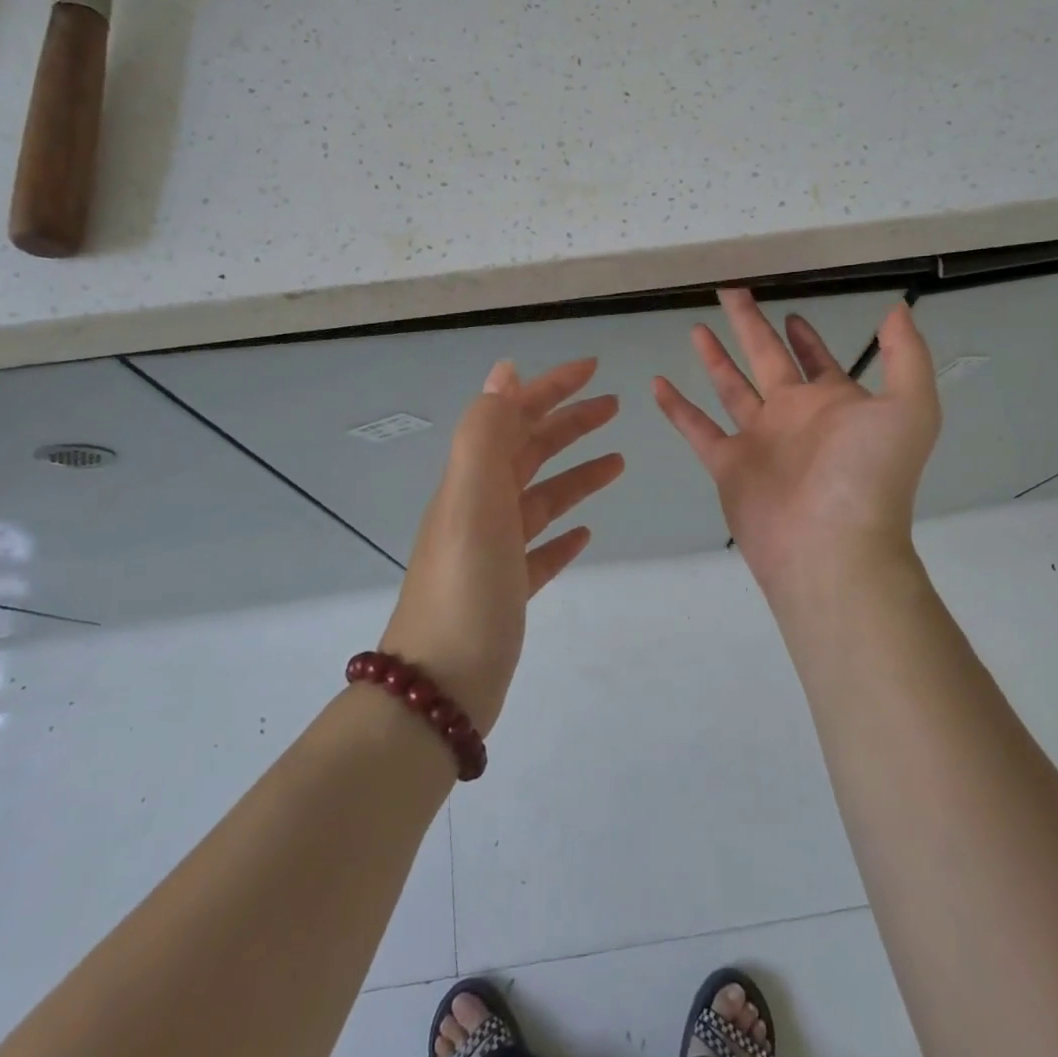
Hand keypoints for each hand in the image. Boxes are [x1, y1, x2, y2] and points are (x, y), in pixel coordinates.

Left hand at [380, 358, 623, 733]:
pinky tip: (585, 534)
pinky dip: (562, 534)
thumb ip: (486, 432)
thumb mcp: (472, 498)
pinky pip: (539, 549)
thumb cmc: (465, 586)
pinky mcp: (506, 589)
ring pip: (540, 497)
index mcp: (472, 480)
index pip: (514, 415)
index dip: (551, 387)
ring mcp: (492, 550)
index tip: (593, 369)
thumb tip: (504, 372)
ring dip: (576, 474)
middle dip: (569, 423)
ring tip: (618, 462)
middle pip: (529, 451)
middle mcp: (479, 507)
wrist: (440, 687)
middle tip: (614, 406)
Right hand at [654, 289, 940, 603]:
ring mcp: (759, 441)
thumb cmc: (868, 474)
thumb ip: (905, 355)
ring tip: (694, 327)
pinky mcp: (727, 465)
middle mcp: (794, 417)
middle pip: (766, 360)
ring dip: (713, 358)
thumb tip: (897, 308)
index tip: (790, 312)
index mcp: (833, 402)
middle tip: (730, 291)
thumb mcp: (909, 407)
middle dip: (750, 326)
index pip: (816, 360)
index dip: (805, 337)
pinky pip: (696, 428)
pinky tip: (657, 382)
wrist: (831, 547)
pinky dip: (677, 407)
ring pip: (730, 388)